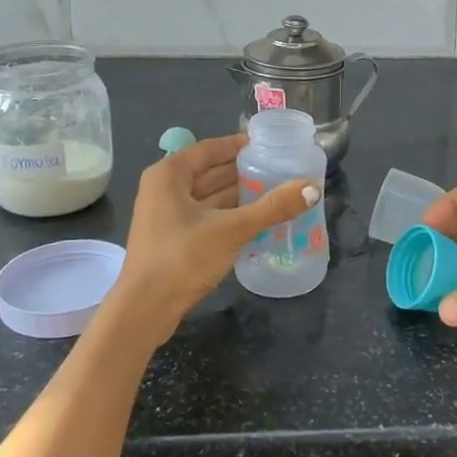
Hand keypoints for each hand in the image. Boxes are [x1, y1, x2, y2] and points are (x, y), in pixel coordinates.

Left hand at [111, 134, 317, 344]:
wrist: (145, 310)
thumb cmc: (182, 258)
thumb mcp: (231, 229)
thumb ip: (272, 207)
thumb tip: (312, 188)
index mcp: (169, 175)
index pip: (209, 149)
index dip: (238, 145)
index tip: (268, 145)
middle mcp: (164, 189)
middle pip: (210, 172)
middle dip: (243, 172)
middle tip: (280, 169)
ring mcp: (166, 216)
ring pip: (209, 197)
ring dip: (239, 195)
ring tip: (276, 192)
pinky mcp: (173, 239)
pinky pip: (206, 217)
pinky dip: (229, 215)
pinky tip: (257, 220)